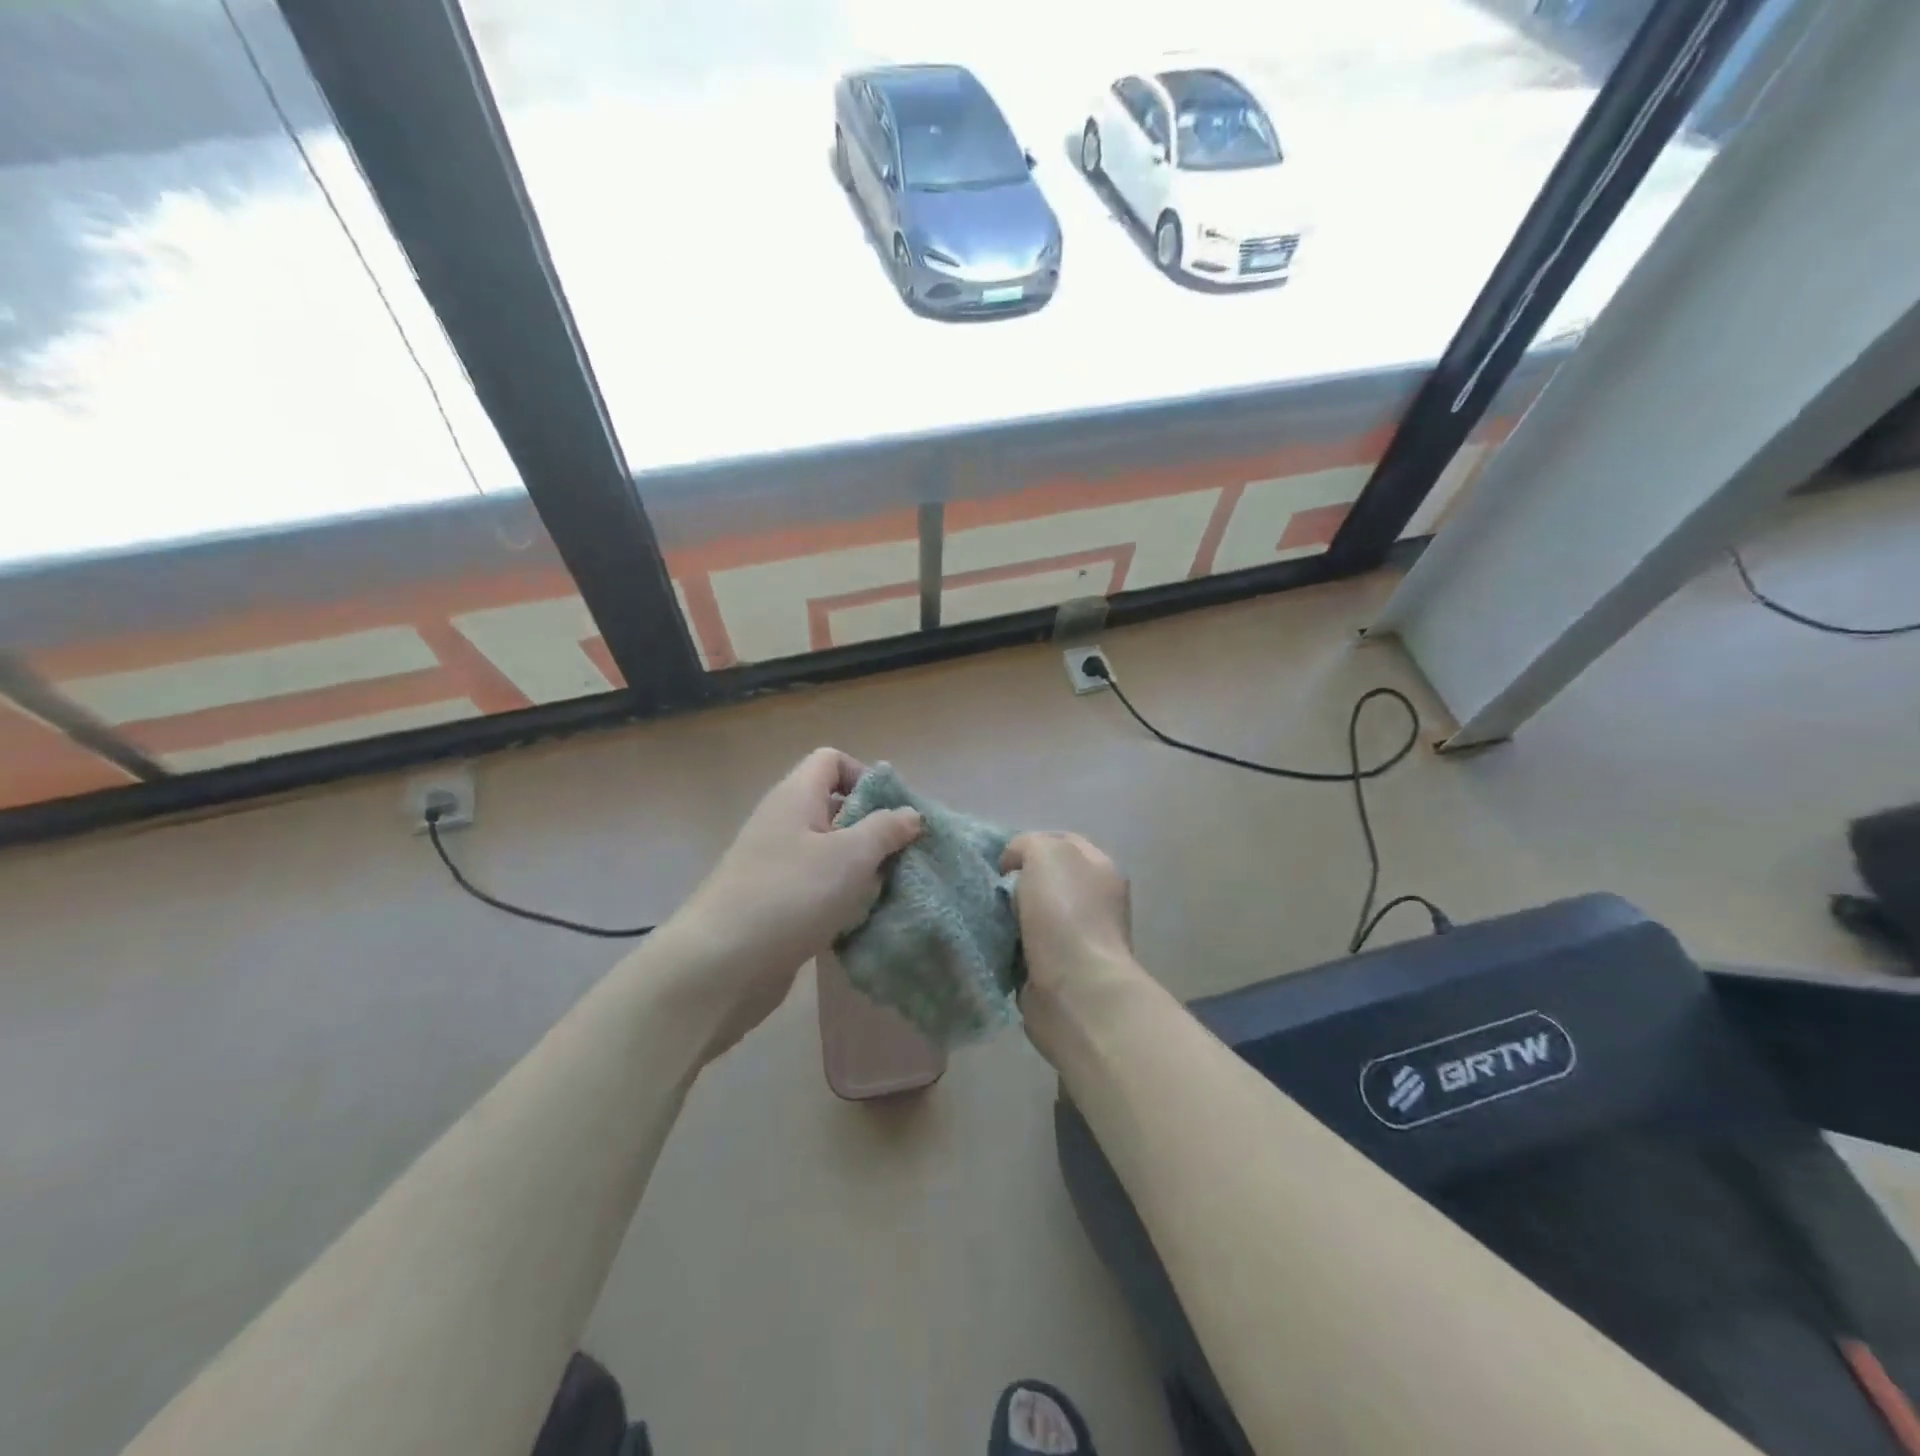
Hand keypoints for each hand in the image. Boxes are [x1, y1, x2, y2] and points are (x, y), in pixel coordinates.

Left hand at [669, 748, 921, 1059]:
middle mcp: (783, 823)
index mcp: (795, 797)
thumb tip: (910, 814)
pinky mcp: (775, 903)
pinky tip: (859, 921)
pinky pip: (817, 888)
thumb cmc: (791, 895)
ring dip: (860, 870)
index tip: (891, 813)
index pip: (831, 761)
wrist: (721, 965)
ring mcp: (776, 865)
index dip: (864, 776)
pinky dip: (840, 899)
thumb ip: (885, 830)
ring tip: (885, 892)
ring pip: (830, 853)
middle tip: (899, 857)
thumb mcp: (850, 856)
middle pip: (835, 808)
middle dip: (872, 830)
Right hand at [1001, 831, 1133, 1051]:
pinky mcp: (1059, 971)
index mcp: (1101, 869)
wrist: (1076, 990)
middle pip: (1046, 880)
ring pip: (1033, 915)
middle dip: (1016, 882)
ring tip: (986, 917)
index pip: (1062, 842)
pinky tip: (992, 945)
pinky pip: (1025, 949)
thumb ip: (1027, 844)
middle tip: (991, 889)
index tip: (1001, 860)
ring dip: (1010, 917)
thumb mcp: (1045, 853)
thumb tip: (1013, 865)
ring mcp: (1080, 939)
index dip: (1030, 844)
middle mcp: (1095, 901)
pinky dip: (1009, 948)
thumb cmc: (1065, 914)